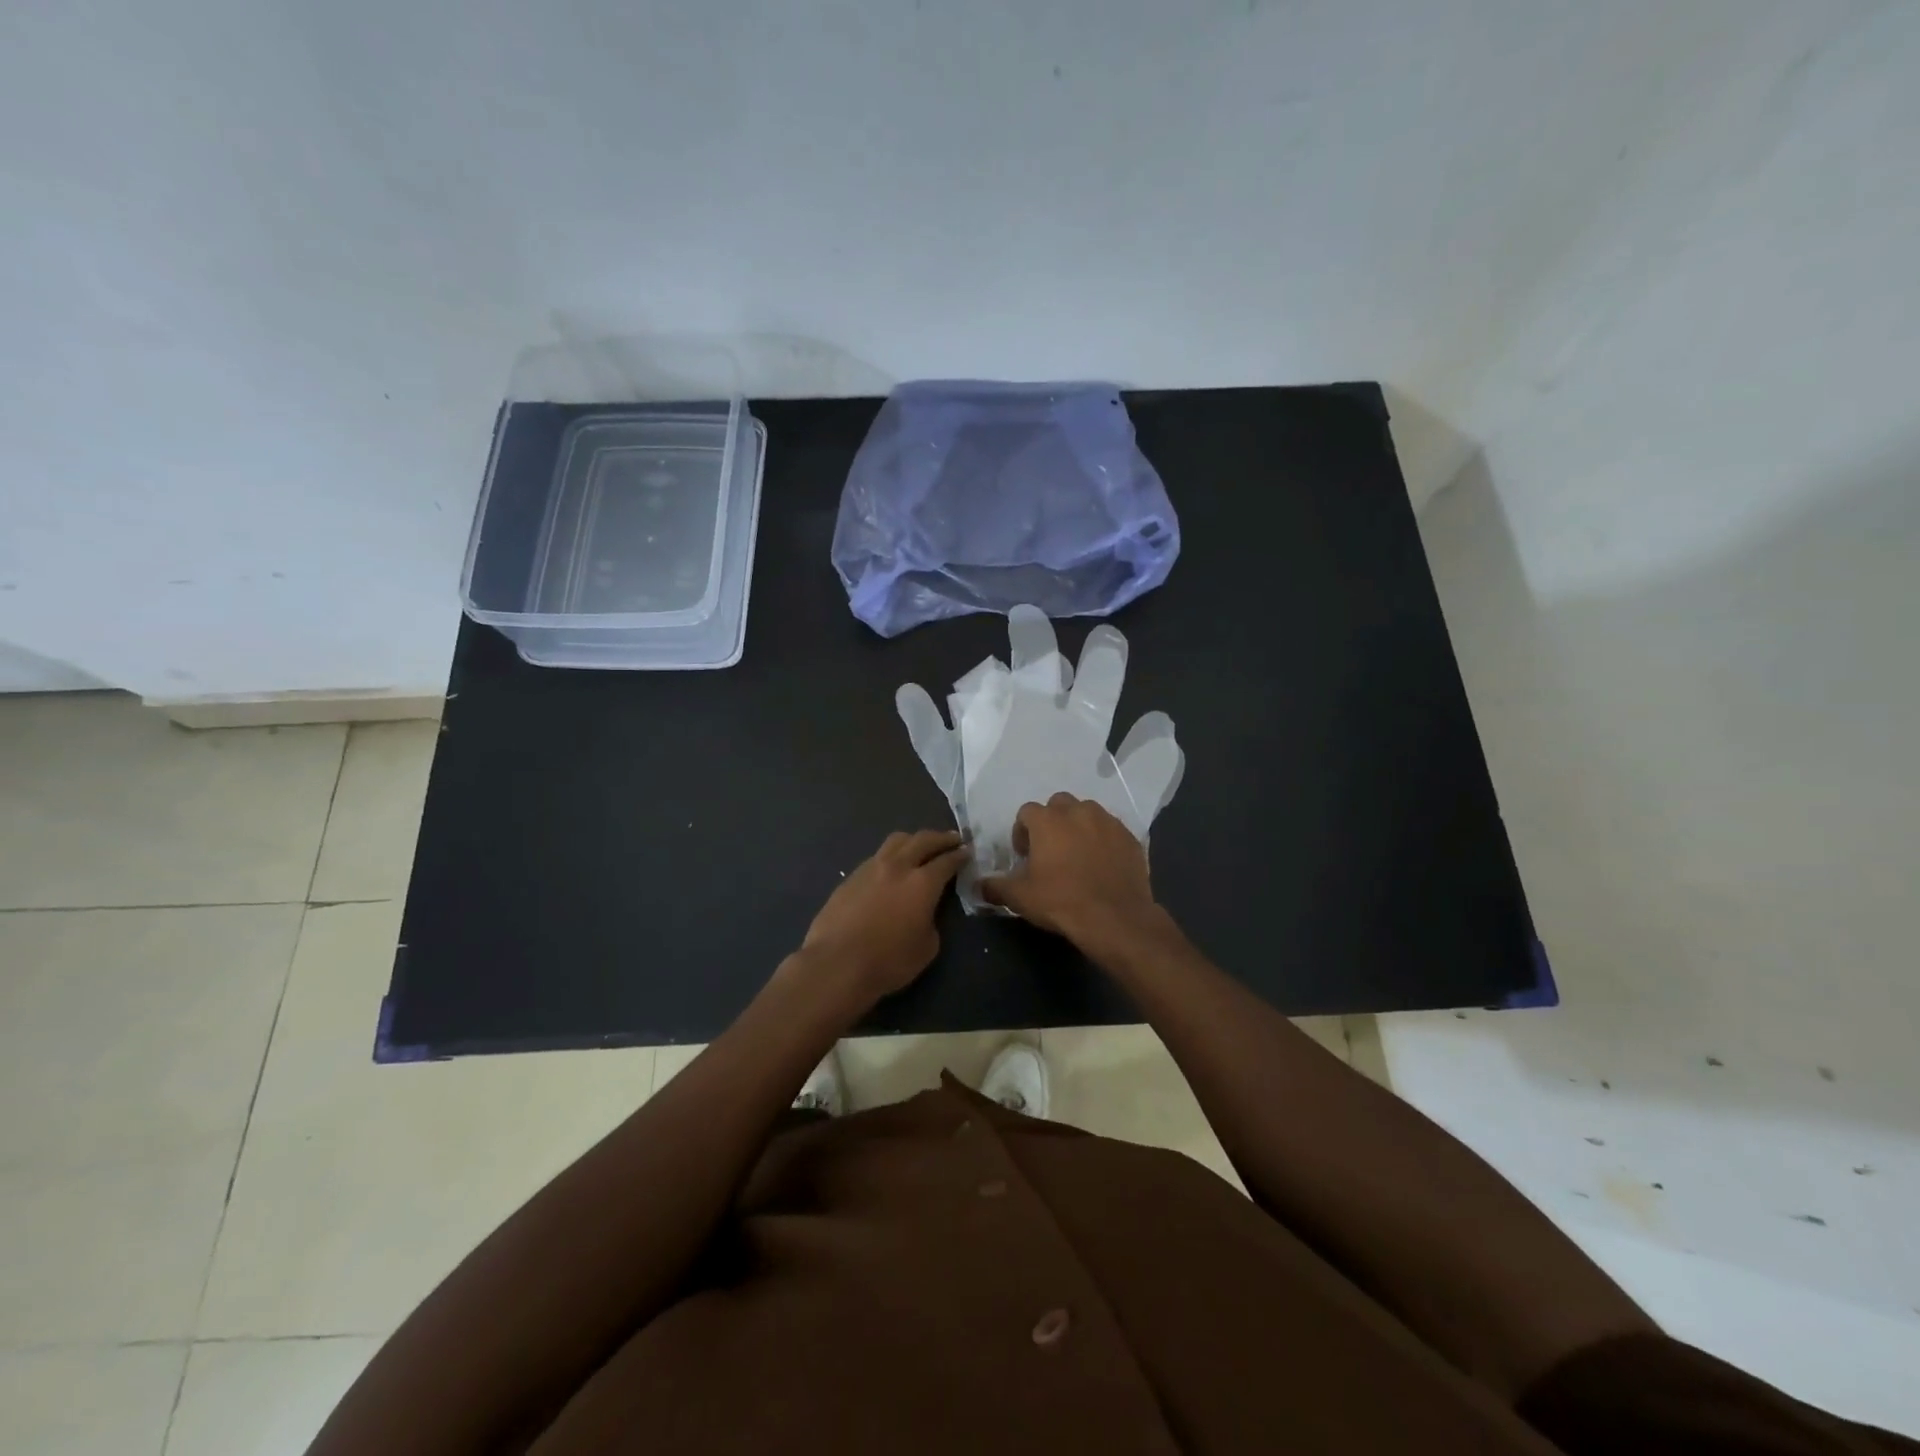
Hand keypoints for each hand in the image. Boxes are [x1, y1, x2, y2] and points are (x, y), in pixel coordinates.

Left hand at [798, 830, 968, 1004]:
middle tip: (953, 838)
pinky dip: (891, 856)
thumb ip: (931, 921)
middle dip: (941, 838)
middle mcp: (898, 866)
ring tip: (920, 846)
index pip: (947, 861)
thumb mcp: (927, 947)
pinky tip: (891, 868)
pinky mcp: (850, 877)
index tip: (967, 851)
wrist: (836, 964)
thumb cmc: (888, 961)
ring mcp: (870, 868)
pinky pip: (877, 857)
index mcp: (922, 883)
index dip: (960, 855)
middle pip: (922, 840)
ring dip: (914, 840)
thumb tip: (924, 912)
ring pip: (896, 841)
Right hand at [979, 793, 1161, 945]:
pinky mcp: (1129, 836)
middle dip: (1052, 822)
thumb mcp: (1020, 898)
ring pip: (1087, 813)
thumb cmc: (1061, 902)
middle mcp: (1078, 811)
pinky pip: (1111, 830)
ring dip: (1079, 826)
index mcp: (1047, 820)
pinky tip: (1102, 864)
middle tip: (1050, 850)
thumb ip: (995, 887)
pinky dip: (1103, 840)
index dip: (1022, 832)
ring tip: (1078, 855)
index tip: (1025, 855)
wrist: (1115, 918)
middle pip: (1058, 804)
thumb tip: (979, 885)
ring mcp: (1107, 822)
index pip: (1027, 812)